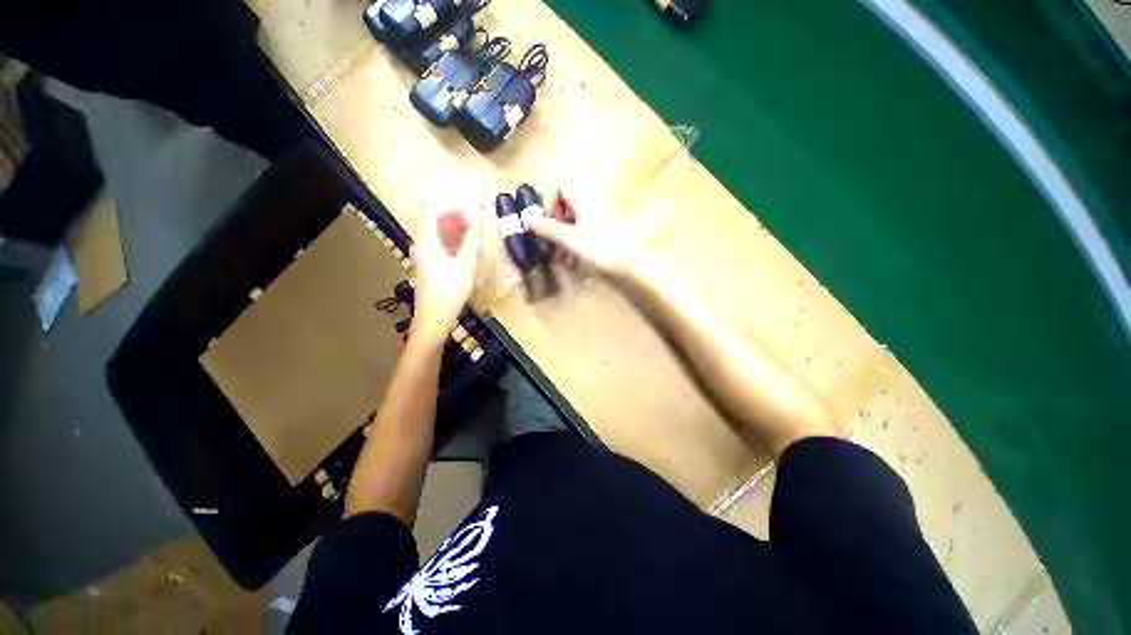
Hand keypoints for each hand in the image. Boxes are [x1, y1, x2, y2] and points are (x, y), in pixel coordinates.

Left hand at [410, 208, 482, 342]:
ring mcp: (422, 256)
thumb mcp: (465, 262)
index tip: (464, 204)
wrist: (435, 316)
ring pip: (433, 234)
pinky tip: (461, 246)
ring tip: (468, 228)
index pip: (429, 210)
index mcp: (426, 240)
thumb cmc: (450, 288)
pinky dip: (448, 240)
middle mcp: (420, 245)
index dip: (445, 204)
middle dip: (449, 215)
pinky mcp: (427, 266)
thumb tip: (479, 217)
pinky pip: (436, 245)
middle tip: (470, 215)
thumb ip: (472, 239)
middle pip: (430, 221)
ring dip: (449, 228)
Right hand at [525, 190, 642, 279]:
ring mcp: (599, 221)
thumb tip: (524, 215)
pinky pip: (583, 234)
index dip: (550, 201)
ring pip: (574, 223)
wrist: (631, 267)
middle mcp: (592, 206)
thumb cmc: (601, 249)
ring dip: (562, 239)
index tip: (545, 221)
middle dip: (554, 225)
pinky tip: (571, 262)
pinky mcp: (604, 235)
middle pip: (567, 207)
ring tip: (559, 258)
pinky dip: (574, 245)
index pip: (562, 186)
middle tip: (549, 242)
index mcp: (585, 200)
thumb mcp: (570, 239)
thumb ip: (547, 227)